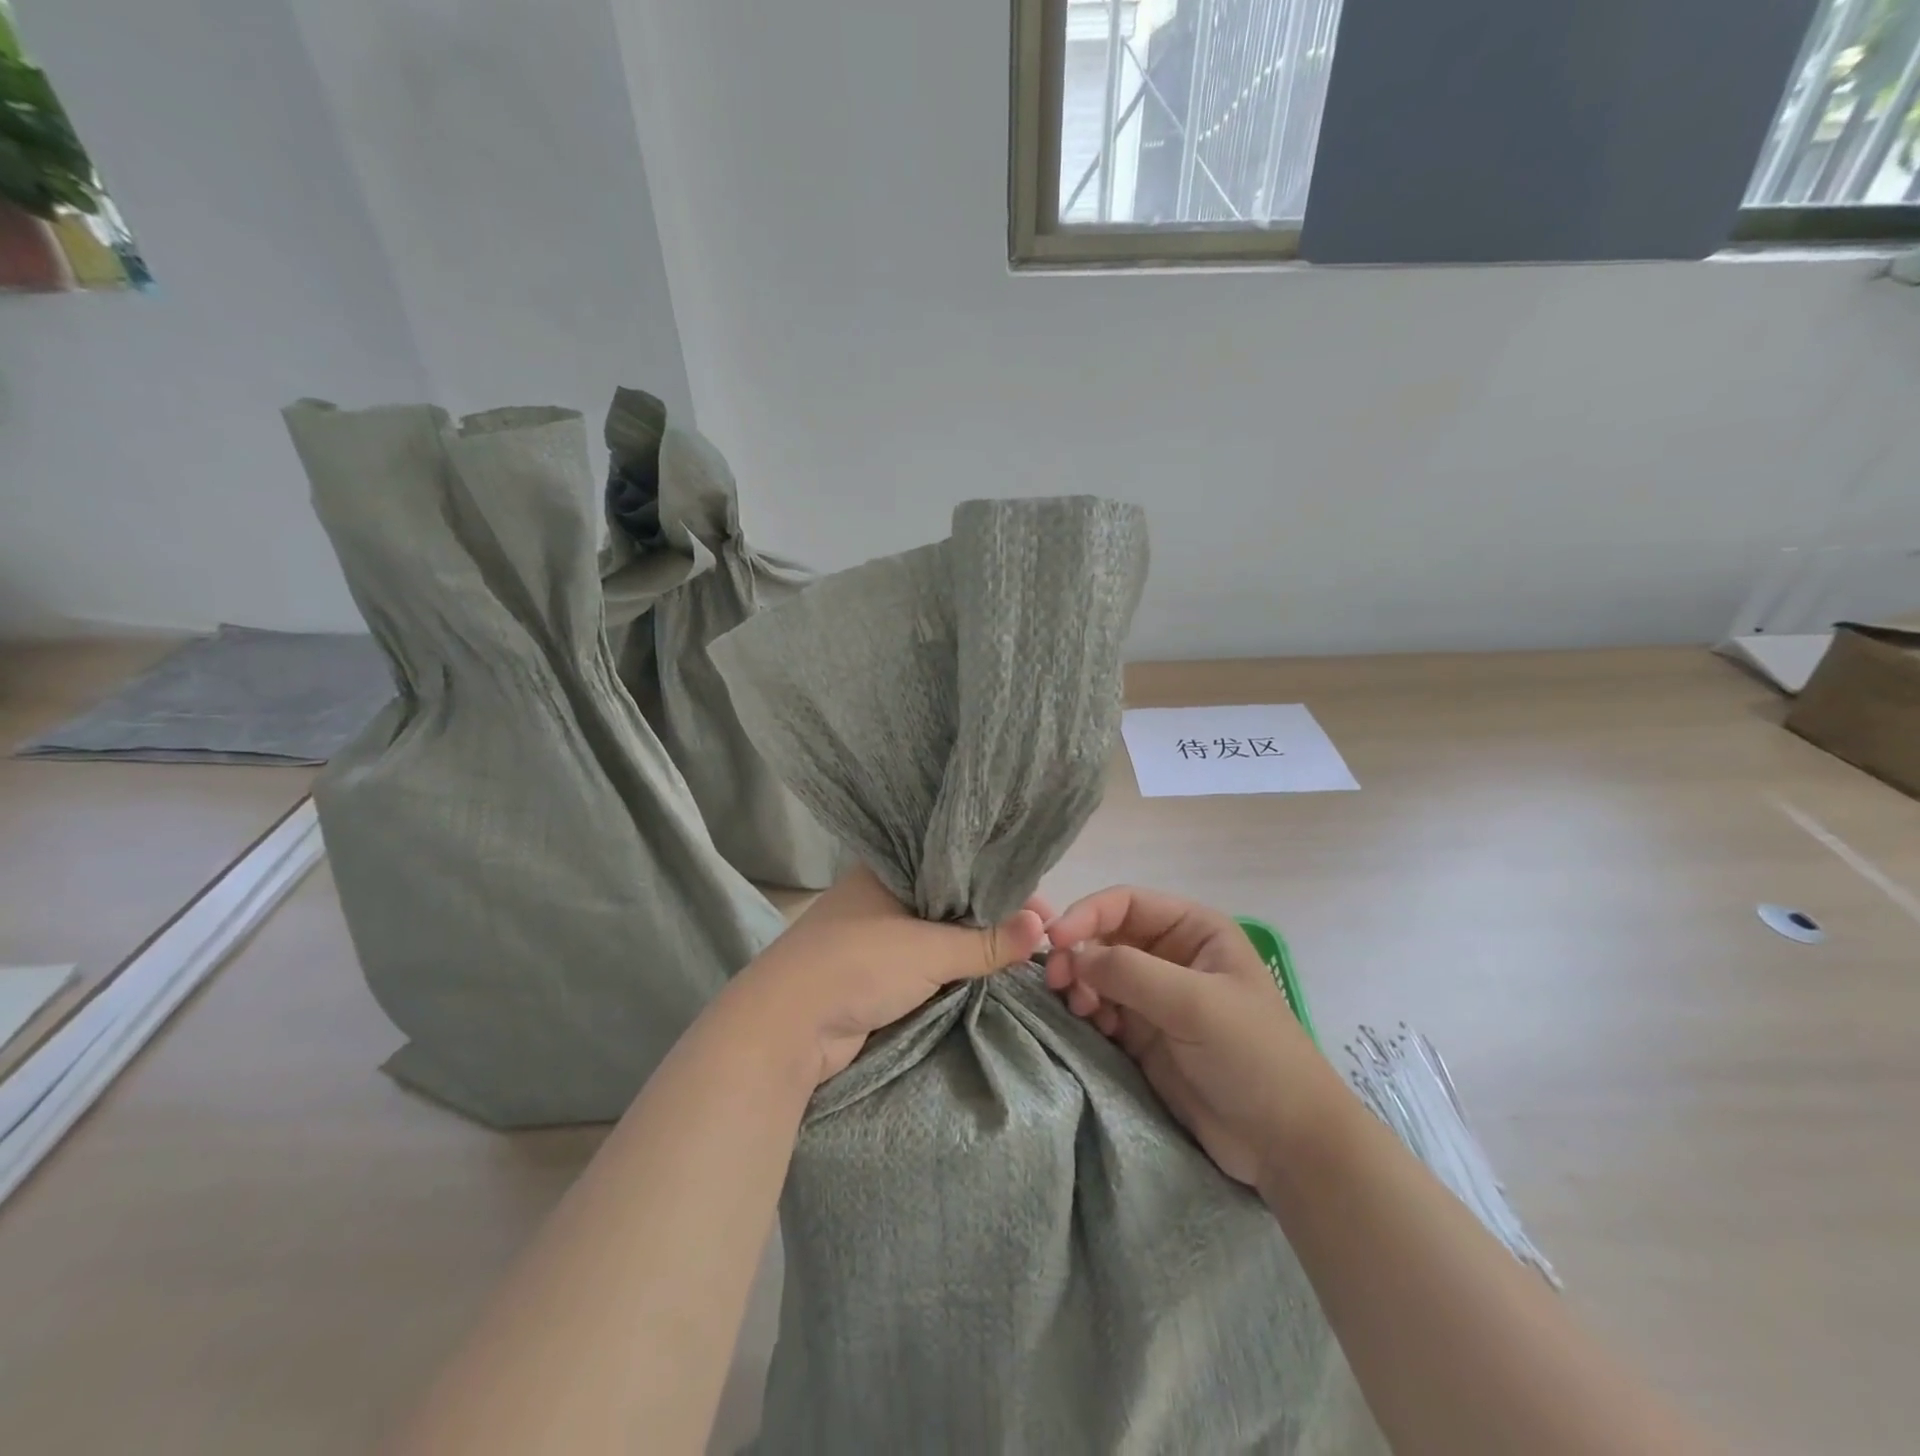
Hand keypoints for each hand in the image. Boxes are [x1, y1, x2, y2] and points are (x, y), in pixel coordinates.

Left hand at [729, 864, 1049, 1085]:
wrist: (786, 1028)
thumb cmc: (857, 965)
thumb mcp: (928, 949)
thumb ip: (987, 941)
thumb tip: (1044, 926)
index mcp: (887, 869)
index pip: (955, 863)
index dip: (997, 878)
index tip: (1038, 901)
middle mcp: (882, 895)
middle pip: (950, 898)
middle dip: (991, 914)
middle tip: (1040, 928)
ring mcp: (877, 935)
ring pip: (938, 933)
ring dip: (973, 944)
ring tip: (1024, 948)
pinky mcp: (876, 973)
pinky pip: (926, 963)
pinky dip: (953, 967)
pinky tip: (988, 970)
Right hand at [1044, 886, 1339, 1185]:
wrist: (1286, 1146)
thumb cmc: (1253, 1057)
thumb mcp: (1195, 1004)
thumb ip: (1130, 971)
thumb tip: (1071, 954)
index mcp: (1194, 930)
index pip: (1126, 903)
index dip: (1086, 913)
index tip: (1054, 940)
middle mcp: (1172, 955)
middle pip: (1106, 936)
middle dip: (1078, 953)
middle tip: (1056, 982)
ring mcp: (1156, 998)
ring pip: (1098, 974)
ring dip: (1080, 985)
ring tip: (1079, 1009)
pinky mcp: (1145, 1037)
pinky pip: (1102, 1010)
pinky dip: (1088, 1013)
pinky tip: (1091, 1026)